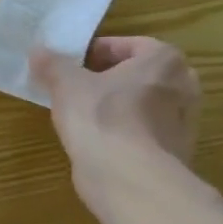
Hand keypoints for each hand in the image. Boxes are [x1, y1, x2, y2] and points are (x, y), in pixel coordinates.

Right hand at [31, 37, 201, 211]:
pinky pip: (145, 131)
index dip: (95, 51)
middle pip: (139, 74)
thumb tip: (38, 50)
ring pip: (144, 104)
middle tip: (78, 87)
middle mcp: (184, 86)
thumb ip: (52, 64)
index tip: (70, 64)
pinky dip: (126, 131)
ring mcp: (184, 122)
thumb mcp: (66, 85)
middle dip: (110, 78)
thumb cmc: (100, 118)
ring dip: (118, 105)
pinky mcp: (175, 152)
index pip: (127, 45)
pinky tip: (100, 141)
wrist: (128, 178)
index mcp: (164, 60)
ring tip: (85, 115)